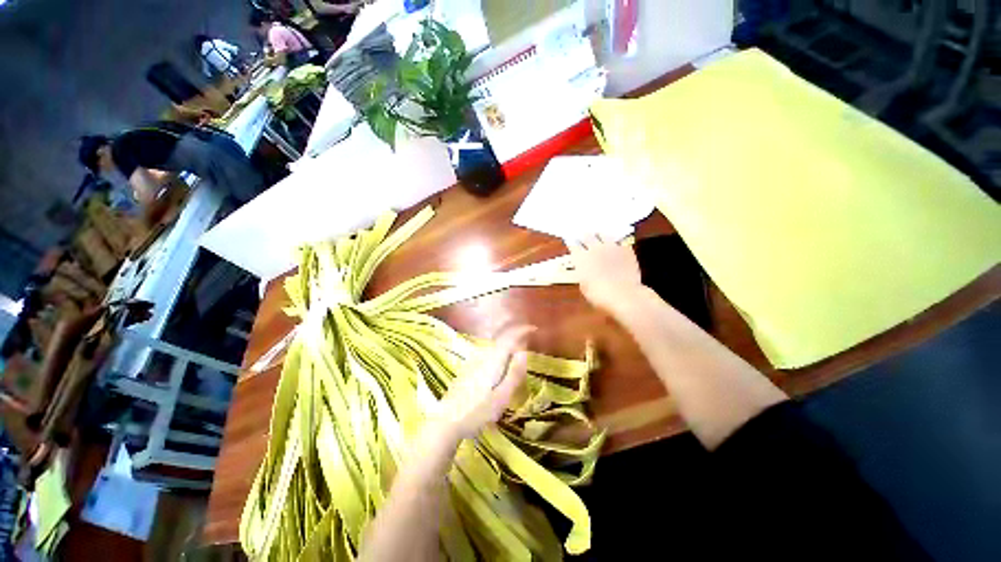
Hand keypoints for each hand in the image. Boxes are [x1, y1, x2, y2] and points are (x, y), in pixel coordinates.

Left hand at [433, 325, 533, 439]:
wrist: (447, 422)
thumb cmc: (478, 412)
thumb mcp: (502, 396)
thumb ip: (514, 373)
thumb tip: (524, 353)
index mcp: (493, 361)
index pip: (509, 338)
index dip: (522, 331)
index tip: (533, 329)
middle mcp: (482, 356)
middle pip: (501, 342)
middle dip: (515, 340)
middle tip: (527, 346)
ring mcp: (473, 362)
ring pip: (494, 350)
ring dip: (506, 349)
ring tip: (516, 359)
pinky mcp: (467, 370)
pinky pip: (487, 357)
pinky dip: (497, 358)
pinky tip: (498, 372)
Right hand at [566, 236, 643, 313]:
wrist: (623, 295)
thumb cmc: (598, 295)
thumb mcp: (584, 286)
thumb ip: (583, 274)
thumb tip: (585, 271)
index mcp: (581, 258)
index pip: (573, 245)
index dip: (571, 244)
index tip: (571, 244)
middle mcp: (594, 248)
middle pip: (587, 236)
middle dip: (584, 237)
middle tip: (583, 238)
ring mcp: (611, 247)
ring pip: (603, 235)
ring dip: (599, 236)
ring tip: (598, 237)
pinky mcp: (626, 249)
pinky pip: (619, 242)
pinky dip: (615, 243)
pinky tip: (615, 246)